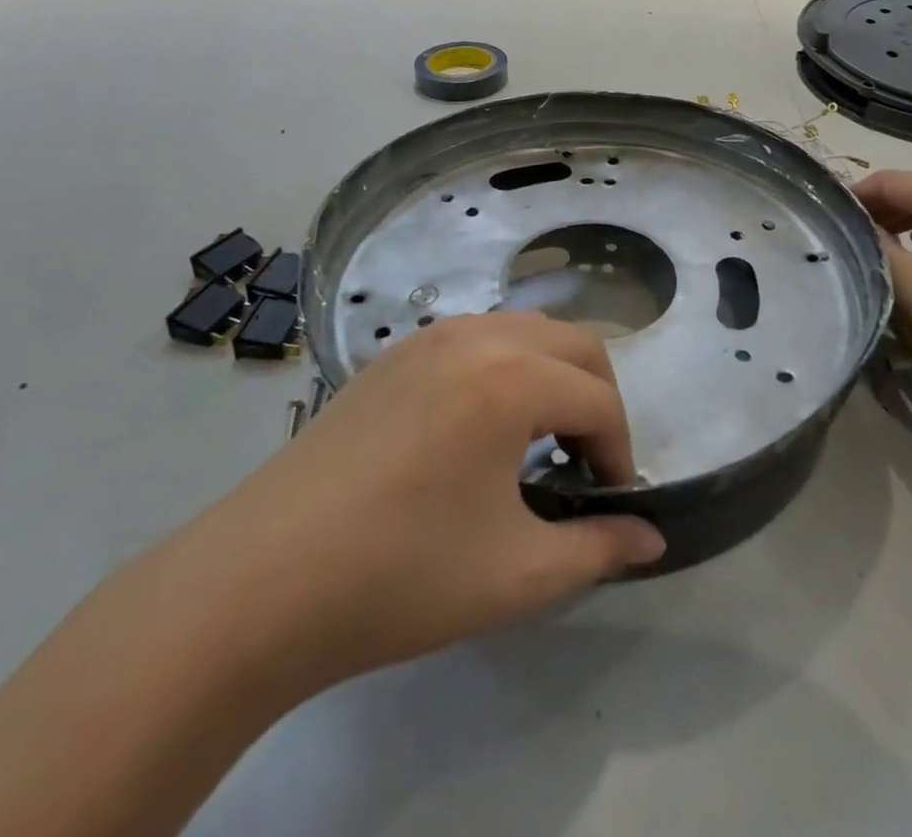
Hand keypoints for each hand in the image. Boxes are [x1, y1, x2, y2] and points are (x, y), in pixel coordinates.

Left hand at [190, 312, 664, 701]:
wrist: (260, 580)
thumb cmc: (401, 576)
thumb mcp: (517, 574)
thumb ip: (598, 549)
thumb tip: (651, 537)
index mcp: (511, 377)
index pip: (599, 400)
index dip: (619, 453)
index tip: (611, 503)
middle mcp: (476, 336)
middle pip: (574, 343)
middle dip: (597, 398)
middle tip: (587, 464)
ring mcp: (428, 338)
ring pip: (524, 331)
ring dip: (552, 376)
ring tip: (539, 443)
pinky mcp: (393, 355)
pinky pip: (476, 338)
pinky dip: (505, 368)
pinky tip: (479, 428)